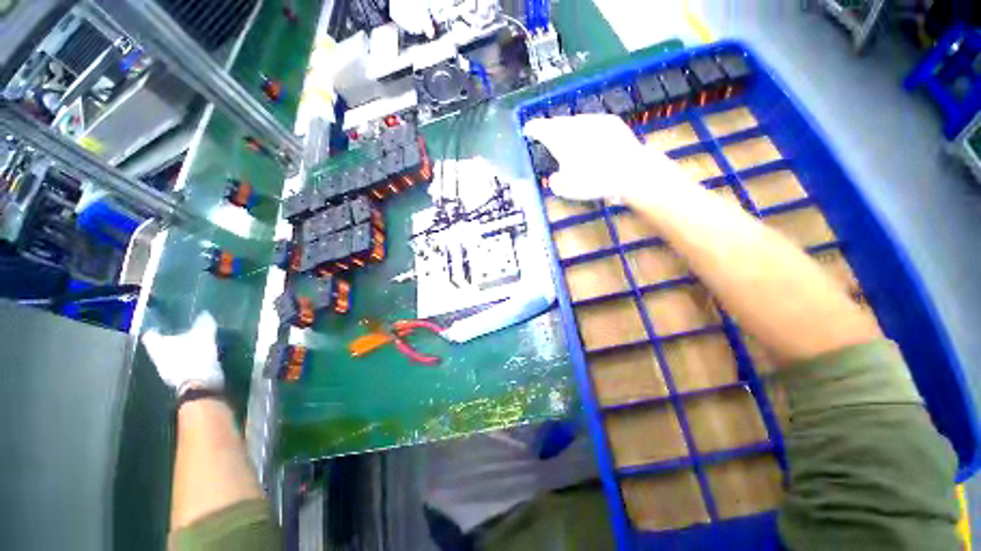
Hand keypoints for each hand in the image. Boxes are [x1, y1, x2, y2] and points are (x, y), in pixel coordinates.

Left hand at [142, 312, 223, 394]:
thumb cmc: (196, 359)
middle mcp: (157, 357)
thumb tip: (204, 314)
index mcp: (158, 346)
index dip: (157, 328)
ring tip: (191, 345)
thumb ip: (204, 325)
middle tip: (181, 333)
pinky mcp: (177, 380)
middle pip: (159, 345)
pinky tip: (195, 358)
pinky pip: (178, 365)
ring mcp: (165, 371)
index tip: (165, 324)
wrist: (200, 387)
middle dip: (168, 340)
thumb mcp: (204, 338)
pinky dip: (184, 361)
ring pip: (168, 356)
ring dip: (177, 351)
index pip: (151, 334)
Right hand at [523, 114, 686, 201]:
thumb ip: (556, 182)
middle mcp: (575, 125)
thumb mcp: (567, 189)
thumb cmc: (594, 181)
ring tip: (567, 138)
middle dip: (550, 128)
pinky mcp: (611, 122)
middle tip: (545, 135)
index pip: (540, 127)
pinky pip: (591, 122)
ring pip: (575, 121)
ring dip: (568, 128)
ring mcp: (594, 120)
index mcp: (560, 139)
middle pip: (557, 122)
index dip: (532, 128)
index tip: (527, 130)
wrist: (630, 171)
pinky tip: (588, 138)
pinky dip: (585, 128)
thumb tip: (555, 177)